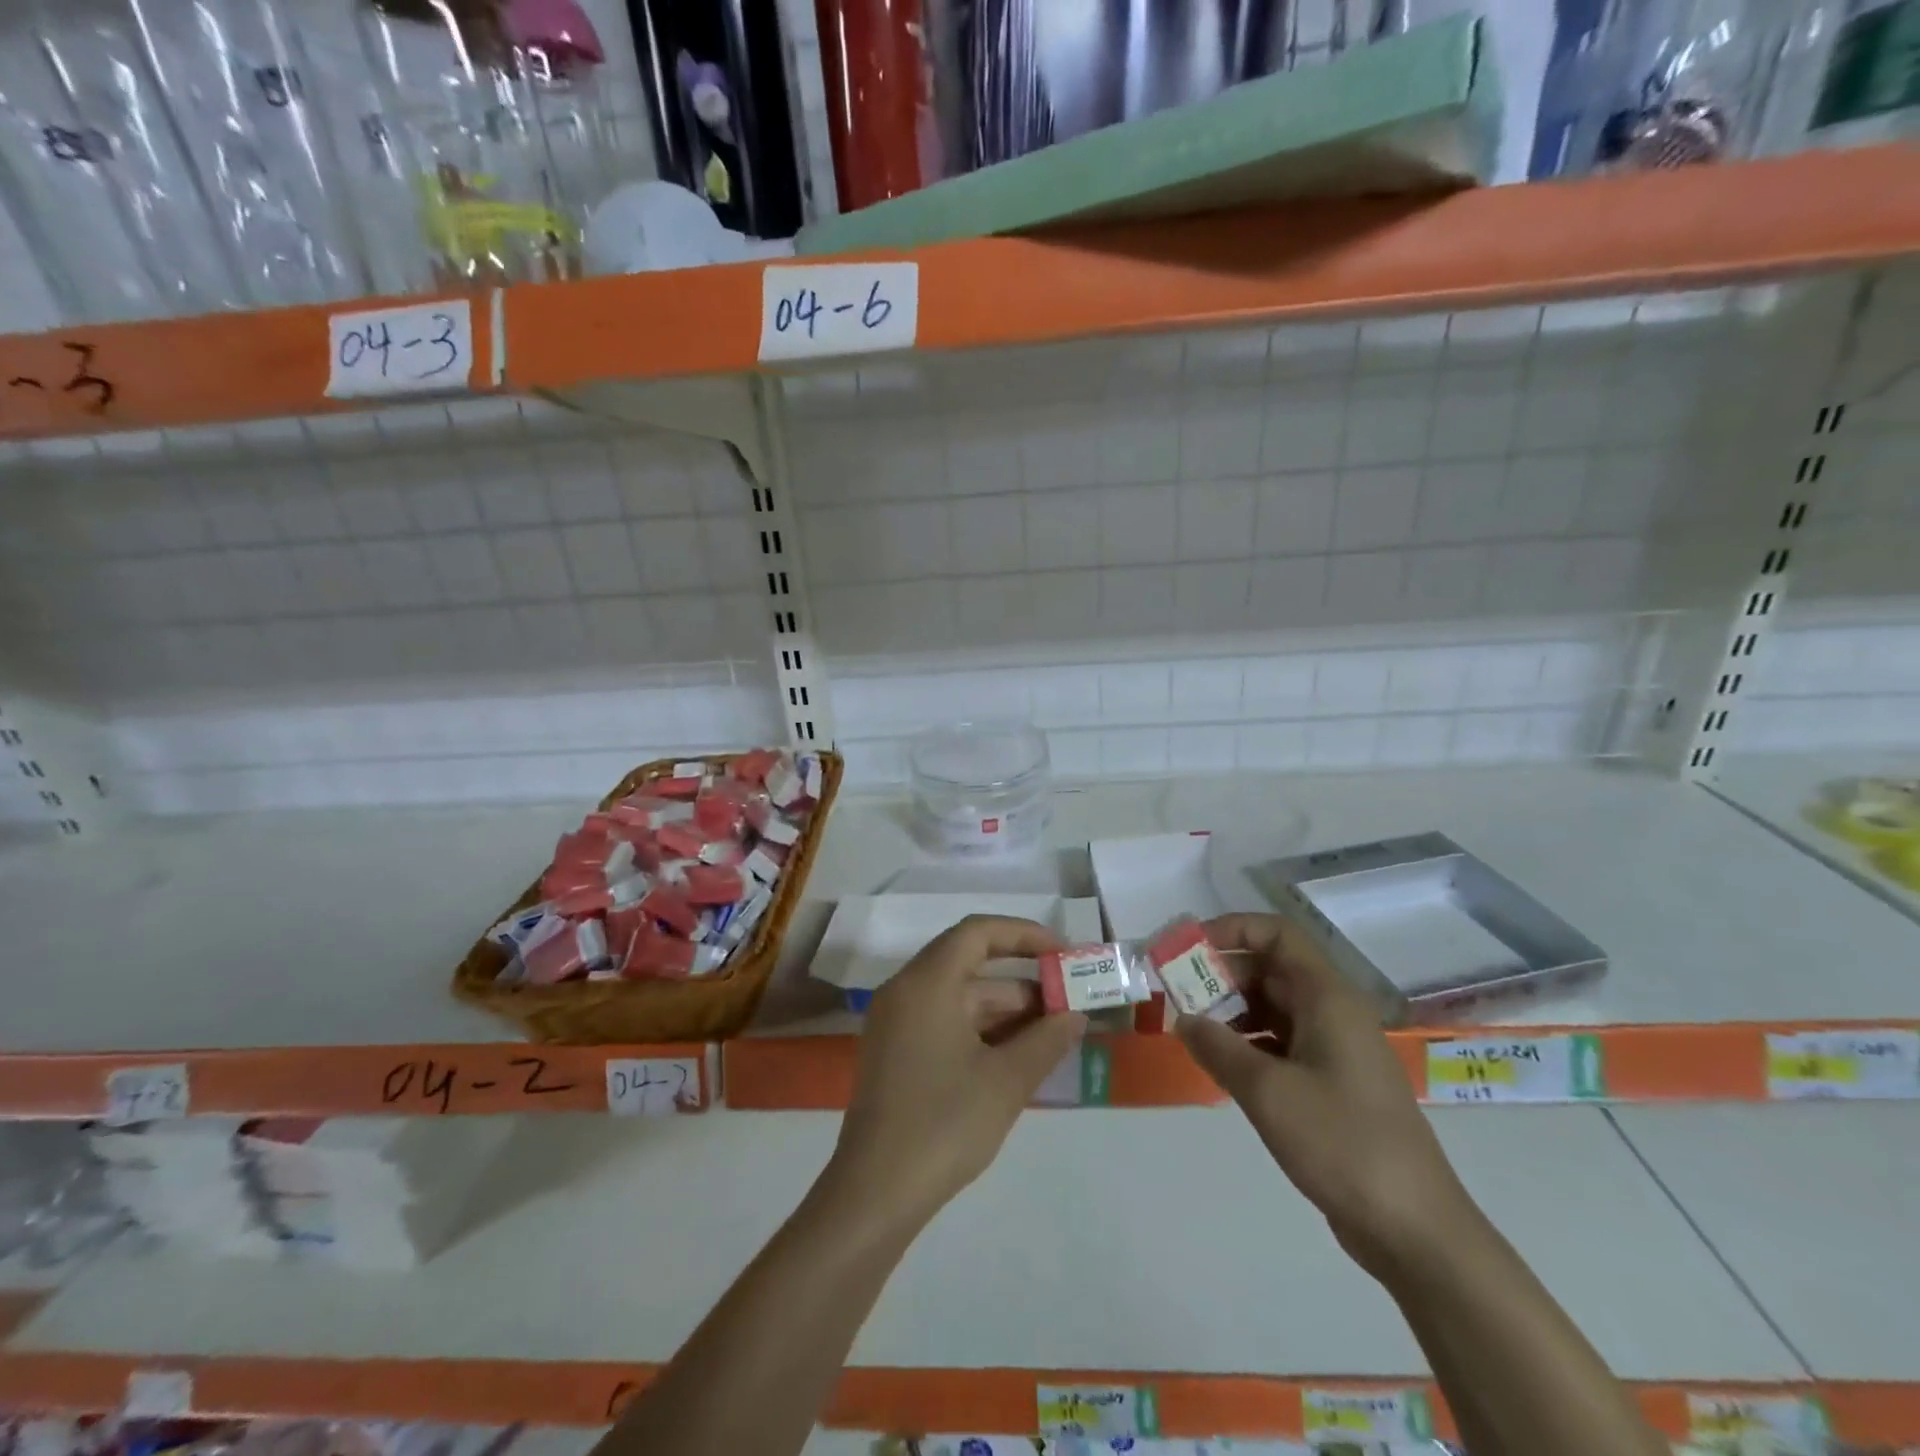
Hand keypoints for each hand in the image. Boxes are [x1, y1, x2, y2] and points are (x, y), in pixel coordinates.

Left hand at [826, 915, 1086, 1227]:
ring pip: (959, 997)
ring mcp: (896, 1022)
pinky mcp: (896, 1052)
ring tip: (1054, 1031)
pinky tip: (1017, 1054)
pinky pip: (944, 1021)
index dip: (1023, 935)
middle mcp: (905, 991)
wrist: (875, 1194)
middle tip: (1068, 1000)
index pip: (977, 933)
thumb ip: (1046, 1040)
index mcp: (926, 983)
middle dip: (1022, 981)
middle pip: (969, 964)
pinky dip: (981, 1029)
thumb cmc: (944, 1125)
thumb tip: (1074, 1016)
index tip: (1061, 954)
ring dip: (1005, 1009)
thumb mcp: (1005, 1081)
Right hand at [1176, 913, 1480, 1280]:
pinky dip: (1249, 1043)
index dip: (1230, 930)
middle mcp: (1333, 1012)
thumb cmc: (1342, 1143)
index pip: (1276, 934)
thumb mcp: (1267, 1091)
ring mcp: (1335, 1049)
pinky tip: (1222, 1066)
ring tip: (1193, 1032)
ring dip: (1232, 1012)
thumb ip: (1217, 1047)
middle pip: (1270, 969)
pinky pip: (1282, 1042)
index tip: (1188, 950)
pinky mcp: (1333, 1083)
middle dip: (1221, 975)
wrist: (1414, 1229)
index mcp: (1327, 997)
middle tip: (1178, 996)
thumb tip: (1183, 1018)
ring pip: (1274, 1008)